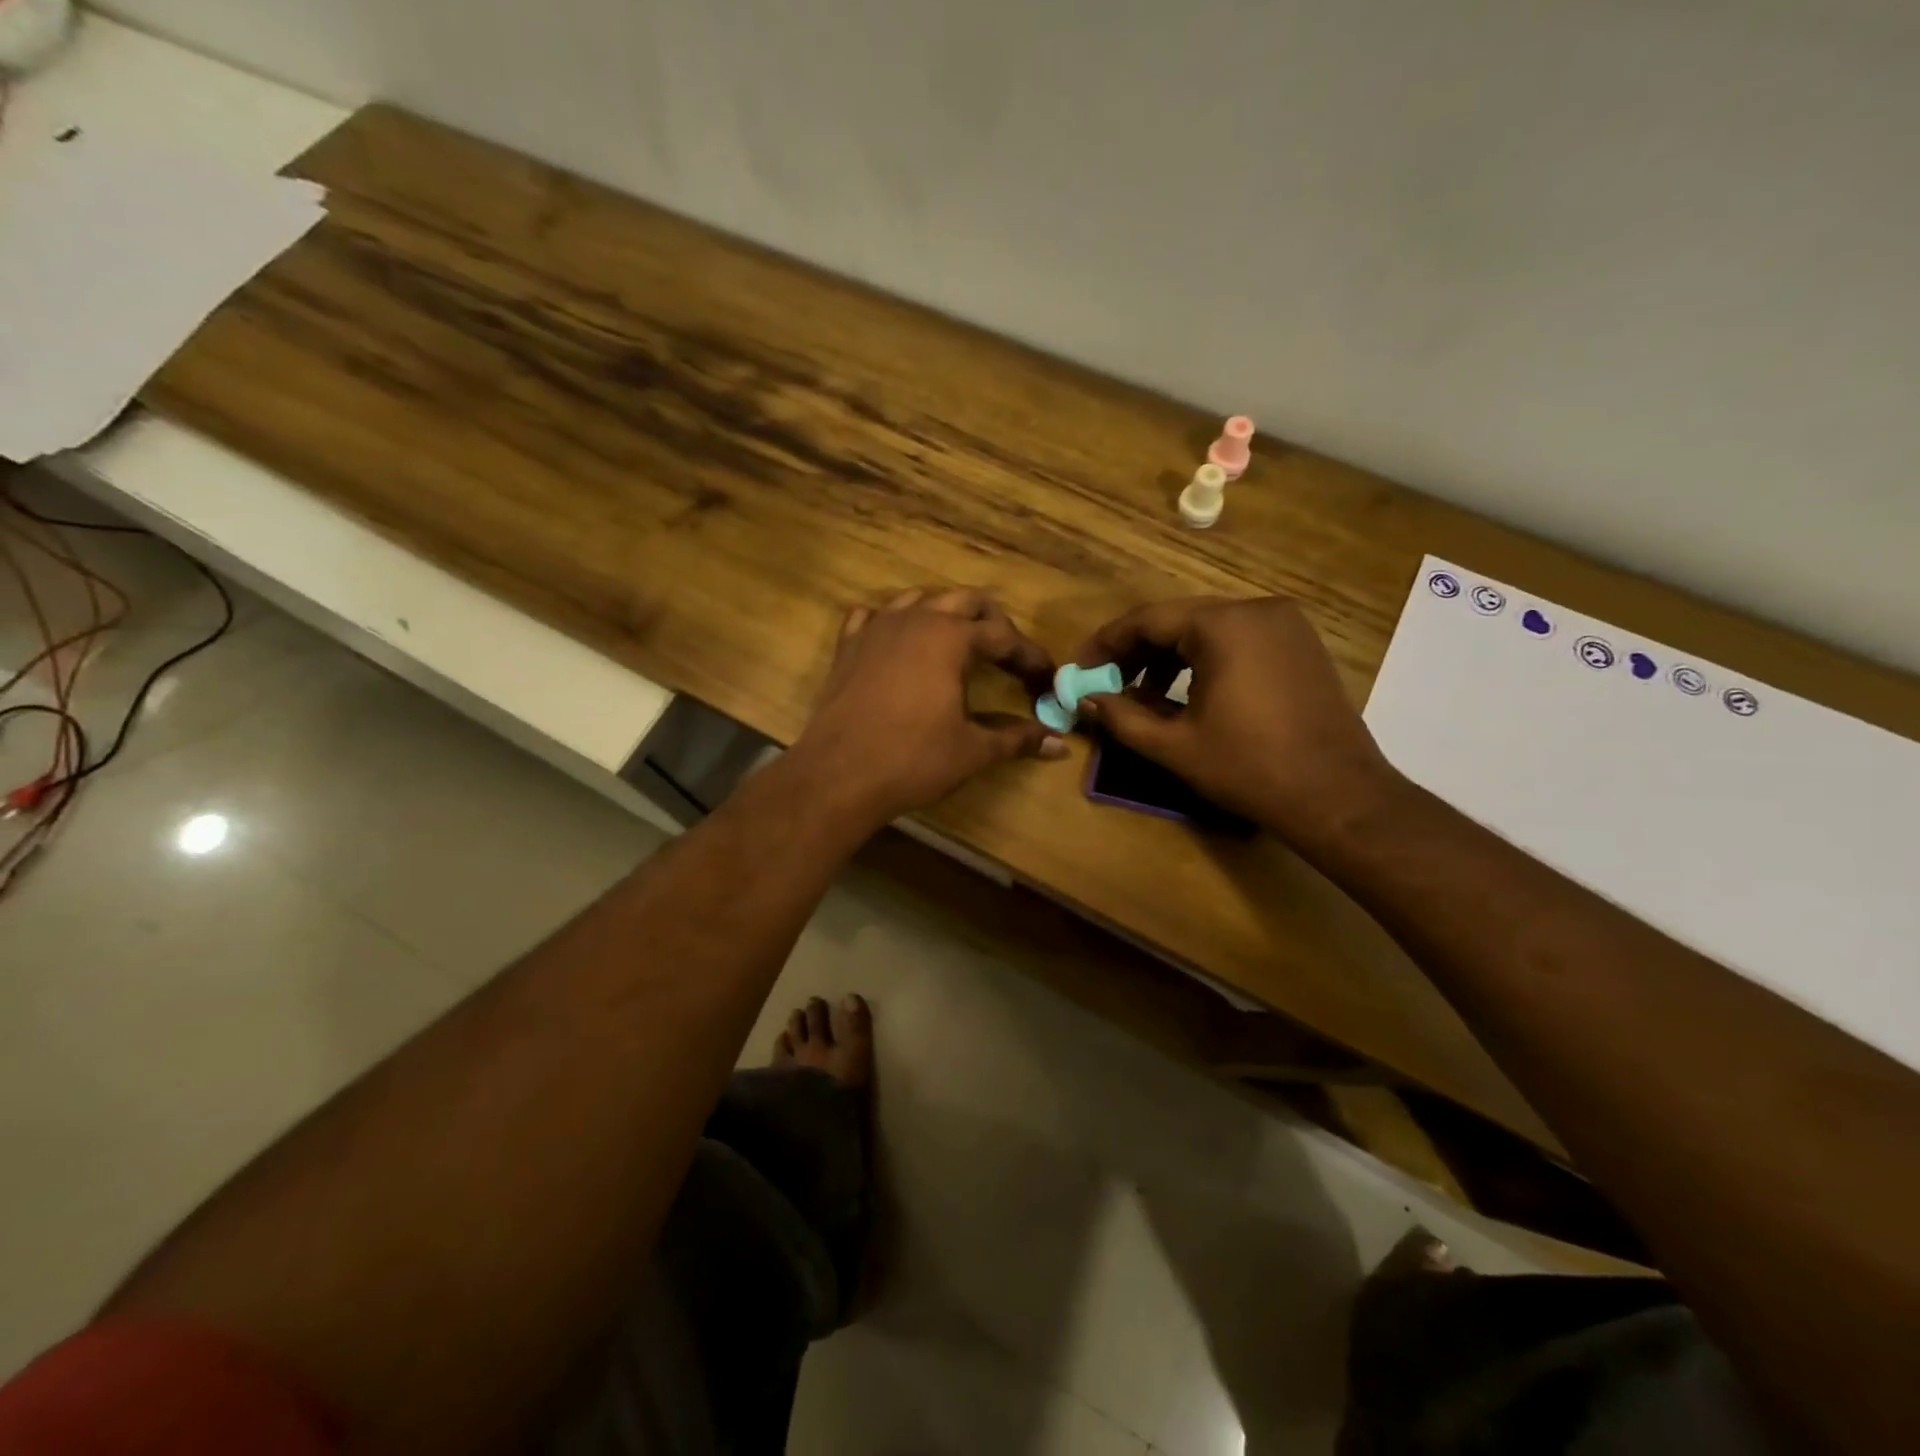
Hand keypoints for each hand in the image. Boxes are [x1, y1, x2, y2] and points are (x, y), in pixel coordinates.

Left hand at [791, 588, 1067, 825]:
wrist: (838, 775)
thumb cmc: (913, 760)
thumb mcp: (972, 751)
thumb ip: (1017, 740)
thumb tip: (1059, 745)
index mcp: (951, 638)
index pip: (1003, 636)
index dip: (1029, 656)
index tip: (1045, 678)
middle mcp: (915, 620)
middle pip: (965, 602)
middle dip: (992, 623)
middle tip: (1007, 655)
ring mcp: (876, 628)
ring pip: (919, 599)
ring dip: (945, 614)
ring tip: (958, 642)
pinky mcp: (848, 645)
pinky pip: (873, 616)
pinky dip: (893, 622)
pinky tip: (898, 641)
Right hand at [1072, 596, 1404, 842]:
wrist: (1338, 795)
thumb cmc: (1249, 768)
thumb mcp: (1175, 746)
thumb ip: (1122, 717)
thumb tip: (1084, 701)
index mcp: (1223, 626)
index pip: (1147, 620)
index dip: (1107, 644)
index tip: (1080, 670)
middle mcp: (1256, 609)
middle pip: (1178, 620)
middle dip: (1137, 651)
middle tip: (1106, 682)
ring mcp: (1285, 624)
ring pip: (1209, 628)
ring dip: (1170, 656)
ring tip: (1144, 693)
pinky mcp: (1301, 643)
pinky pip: (1238, 639)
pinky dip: (1206, 658)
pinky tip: (1189, 692)